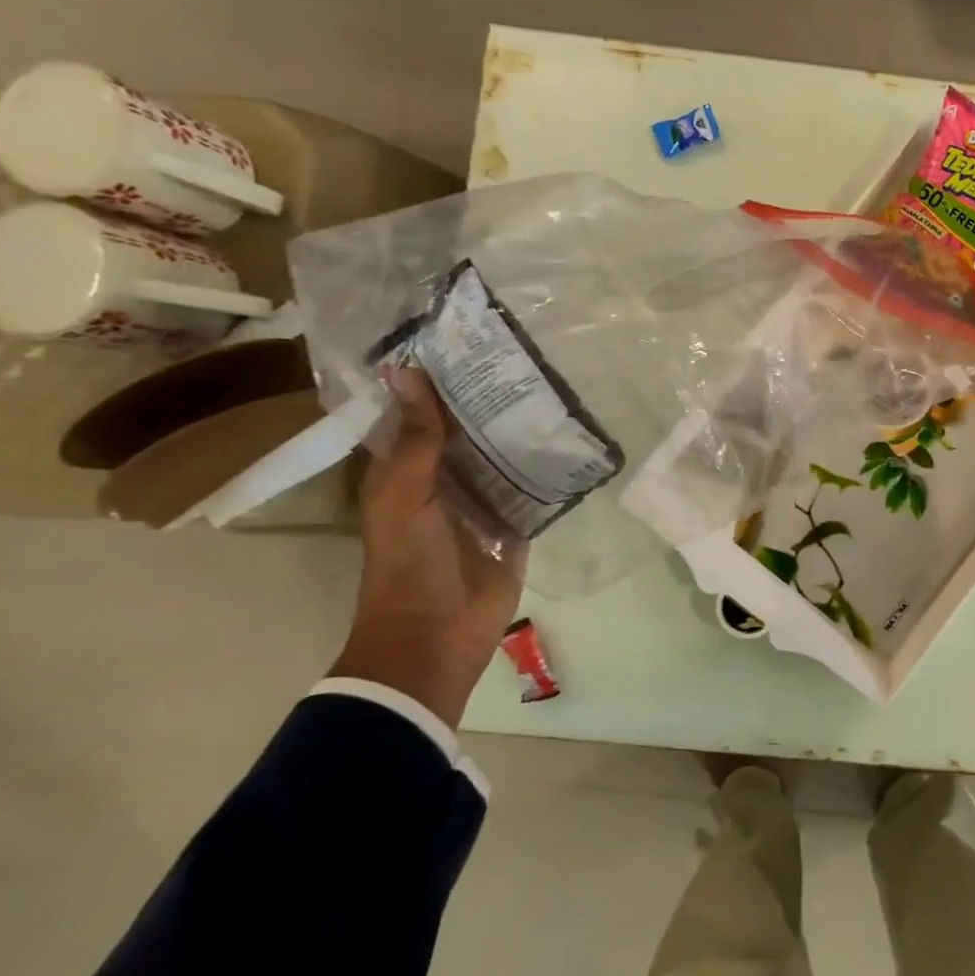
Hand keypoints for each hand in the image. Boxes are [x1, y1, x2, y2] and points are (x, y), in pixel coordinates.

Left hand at [331, 369, 524, 726]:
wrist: (437, 636)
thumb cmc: (409, 563)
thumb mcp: (405, 495)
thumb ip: (416, 439)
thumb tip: (407, 371)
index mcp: (406, 473)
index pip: (418, 417)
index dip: (433, 382)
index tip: (463, 339)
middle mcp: (445, 483)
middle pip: (466, 434)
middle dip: (486, 402)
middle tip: (522, 356)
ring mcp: (483, 506)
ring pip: (501, 458)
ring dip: (519, 433)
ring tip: (552, 388)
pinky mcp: (515, 528)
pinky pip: (532, 491)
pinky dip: (546, 471)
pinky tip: (569, 441)